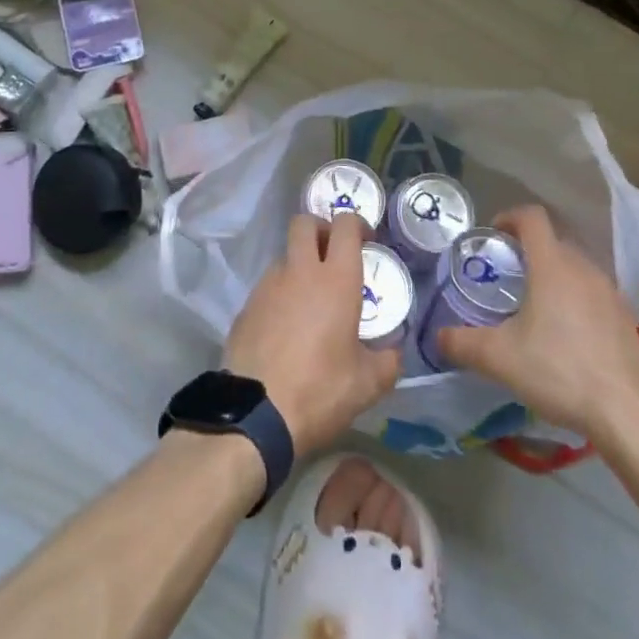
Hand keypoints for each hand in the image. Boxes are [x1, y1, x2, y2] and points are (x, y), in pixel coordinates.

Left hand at [225, 213, 400, 453]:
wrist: (256, 415)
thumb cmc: (321, 391)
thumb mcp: (368, 383)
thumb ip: (388, 360)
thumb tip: (393, 351)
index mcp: (336, 280)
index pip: (345, 226)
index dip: (357, 224)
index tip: (366, 240)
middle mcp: (300, 272)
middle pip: (305, 222)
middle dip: (321, 228)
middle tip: (333, 253)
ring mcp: (267, 286)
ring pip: (284, 255)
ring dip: (299, 265)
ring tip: (310, 300)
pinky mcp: (246, 307)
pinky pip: (267, 287)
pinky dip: (280, 294)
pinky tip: (286, 327)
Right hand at [436, 205, 638, 441]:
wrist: (628, 412)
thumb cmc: (559, 371)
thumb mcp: (499, 358)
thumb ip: (462, 342)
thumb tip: (437, 336)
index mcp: (552, 266)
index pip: (532, 218)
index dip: (508, 217)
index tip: (492, 235)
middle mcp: (583, 269)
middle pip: (552, 241)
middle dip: (526, 250)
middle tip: (504, 276)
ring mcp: (609, 292)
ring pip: (574, 266)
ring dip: (551, 274)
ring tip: (531, 305)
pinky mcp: (624, 317)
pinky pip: (591, 291)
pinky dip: (572, 297)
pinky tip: (563, 333)